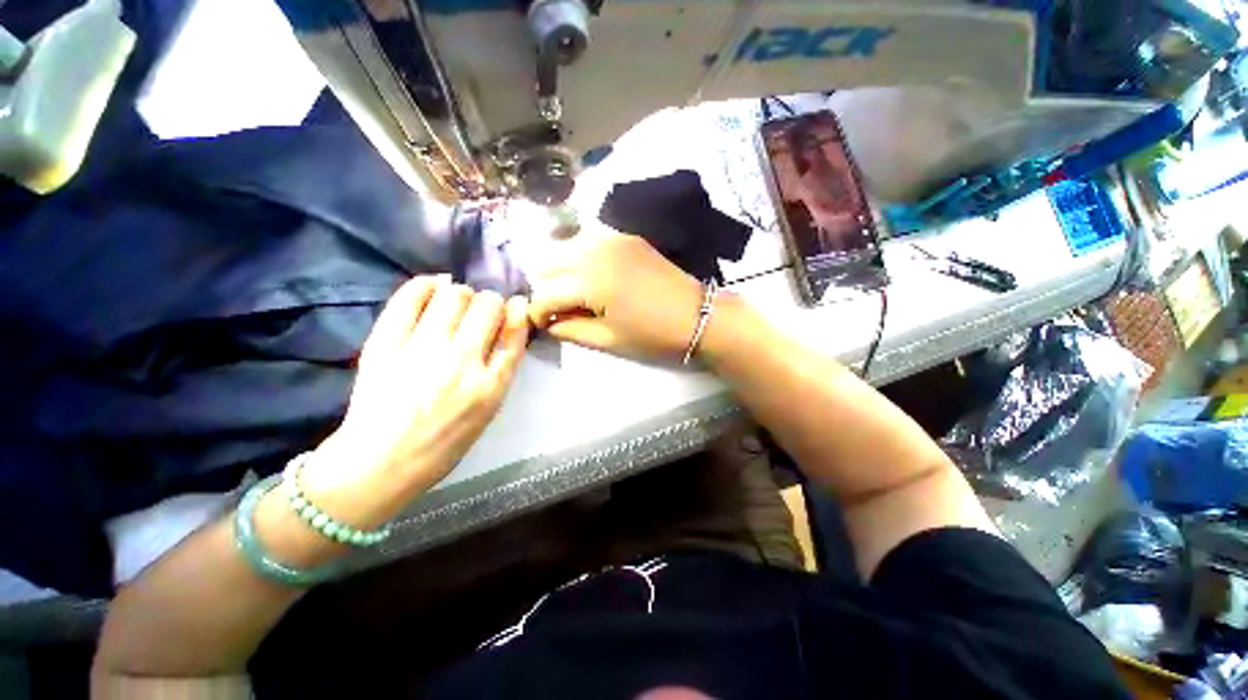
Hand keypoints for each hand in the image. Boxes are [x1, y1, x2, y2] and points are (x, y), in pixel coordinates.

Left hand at [304, 276, 529, 514]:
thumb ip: (502, 368)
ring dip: (462, 294)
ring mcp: (422, 350)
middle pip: (488, 305)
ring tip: (456, 304)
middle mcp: (461, 362)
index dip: (518, 311)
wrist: (381, 462)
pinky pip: (411, 296)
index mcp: (490, 385)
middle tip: (481, 312)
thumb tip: (508, 326)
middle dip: (491, 302)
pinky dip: (427, 284)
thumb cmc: (444, 441)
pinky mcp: (386, 342)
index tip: (514, 306)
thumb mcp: (489, 410)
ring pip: (455, 295)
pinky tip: (434, 288)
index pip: (515, 330)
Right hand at [528, 232, 702, 360]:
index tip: (544, 325)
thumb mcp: (608, 340)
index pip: (544, 294)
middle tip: (562, 309)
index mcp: (590, 281)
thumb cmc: (652, 334)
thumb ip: (570, 330)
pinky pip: (588, 241)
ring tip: (576, 294)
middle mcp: (593, 250)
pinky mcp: (624, 236)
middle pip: (546, 263)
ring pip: (564, 247)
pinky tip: (594, 277)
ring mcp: (610, 238)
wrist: (697, 314)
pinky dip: (581, 258)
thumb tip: (548, 322)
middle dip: (547, 288)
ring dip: (561, 271)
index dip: (538, 313)